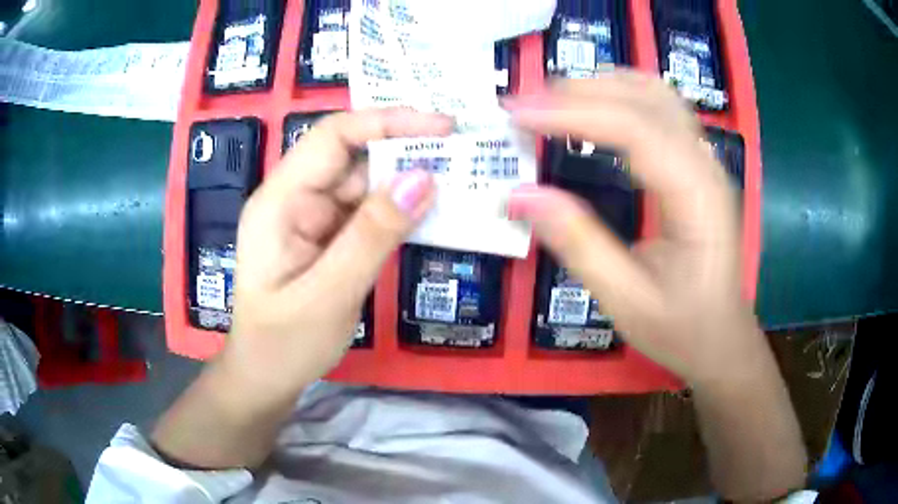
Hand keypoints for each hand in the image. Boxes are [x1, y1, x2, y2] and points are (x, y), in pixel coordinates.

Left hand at [222, 108, 451, 394]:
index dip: (387, 122)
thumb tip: (424, 177)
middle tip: (463, 155)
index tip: (443, 126)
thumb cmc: (283, 344)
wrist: (266, 378)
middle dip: (406, 151)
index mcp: (280, 201)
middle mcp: (294, 198)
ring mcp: (311, 217)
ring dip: (408, 182)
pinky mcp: (327, 236)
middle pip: (353, 156)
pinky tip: (432, 213)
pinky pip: (367, 212)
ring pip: (365, 184)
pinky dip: (399, 211)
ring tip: (460, 181)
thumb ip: (373, 235)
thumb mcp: (329, 295)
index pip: (333, 137)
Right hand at [505, 73, 757, 384]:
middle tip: (523, 105)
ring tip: (550, 99)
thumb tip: (521, 195)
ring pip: (655, 94)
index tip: (518, 114)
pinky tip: (593, 107)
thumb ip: (578, 245)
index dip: (574, 114)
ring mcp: (704, 159)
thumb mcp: (627, 301)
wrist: (722, 339)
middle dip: (580, 91)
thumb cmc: (682, 328)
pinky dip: (619, 95)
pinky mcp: (695, 163)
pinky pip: (659, 109)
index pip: (636, 130)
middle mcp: (705, 164)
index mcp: (697, 197)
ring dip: (600, 86)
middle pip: (646, 99)